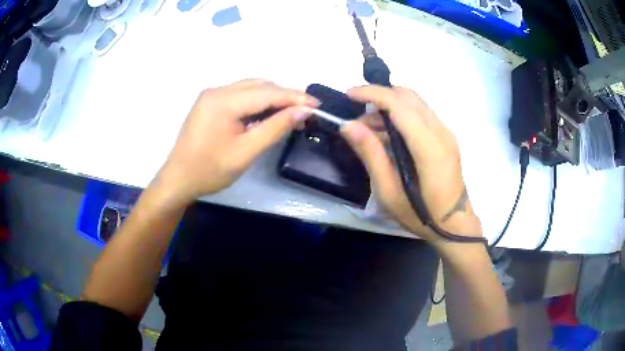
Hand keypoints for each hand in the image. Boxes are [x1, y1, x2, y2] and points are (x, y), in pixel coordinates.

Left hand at [155, 79, 317, 202]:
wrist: (178, 179)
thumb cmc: (209, 171)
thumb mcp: (246, 152)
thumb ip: (275, 128)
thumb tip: (303, 111)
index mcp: (223, 101)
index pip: (267, 92)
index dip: (295, 97)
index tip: (317, 105)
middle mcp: (217, 90)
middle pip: (260, 85)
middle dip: (285, 96)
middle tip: (306, 112)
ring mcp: (212, 95)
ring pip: (251, 87)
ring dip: (272, 97)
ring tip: (290, 113)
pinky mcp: (210, 102)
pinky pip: (240, 94)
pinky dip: (257, 101)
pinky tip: (266, 113)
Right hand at [341, 85, 481, 243]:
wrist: (455, 224)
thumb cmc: (422, 215)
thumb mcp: (389, 192)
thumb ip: (371, 154)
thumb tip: (348, 125)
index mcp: (429, 147)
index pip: (400, 105)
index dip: (373, 93)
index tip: (349, 94)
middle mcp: (441, 132)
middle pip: (408, 96)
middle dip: (379, 95)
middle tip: (356, 111)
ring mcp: (446, 133)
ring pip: (415, 102)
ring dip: (389, 105)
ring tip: (367, 127)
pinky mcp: (446, 137)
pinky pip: (421, 114)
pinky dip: (400, 114)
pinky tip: (386, 133)